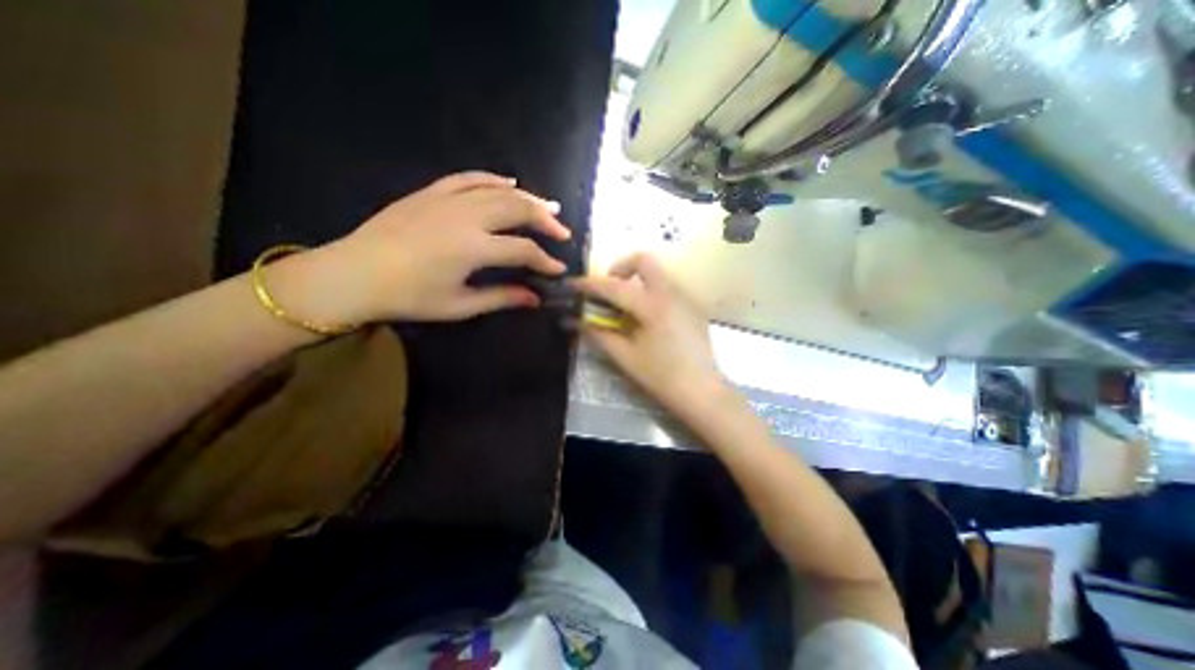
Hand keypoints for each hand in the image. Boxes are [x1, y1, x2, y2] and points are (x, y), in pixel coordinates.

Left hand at [284, 168, 572, 321]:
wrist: (352, 275)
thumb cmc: (408, 297)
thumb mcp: (459, 306)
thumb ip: (501, 297)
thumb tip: (535, 298)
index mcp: (474, 248)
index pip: (523, 250)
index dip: (545, 260)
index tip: (559, 270)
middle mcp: (466, 217)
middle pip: (518, 210)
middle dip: (546, 220)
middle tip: (562, 232)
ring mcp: (447, 200)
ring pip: (499, 191)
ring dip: (528, 198)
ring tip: (548, 206)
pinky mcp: (431, 193)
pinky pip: (469, 178)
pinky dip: (493, 178)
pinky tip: (509, 182)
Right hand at [572, 255, 729, 416]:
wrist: (703, 392)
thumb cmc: (662, 377)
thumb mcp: (625, 357)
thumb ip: (600, 334)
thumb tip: (579, 320)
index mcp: (652, 306)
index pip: (614, 287)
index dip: (590, 284)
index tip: (573, 285)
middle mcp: (671, 293)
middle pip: (645, 261)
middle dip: (621, 268)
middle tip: (610, 289)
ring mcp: (686, 298)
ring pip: (657, 274)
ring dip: (637, 281)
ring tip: (627, 308)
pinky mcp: (694, 308)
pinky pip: (668, 289)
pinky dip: (651, 294)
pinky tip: (648, 320)